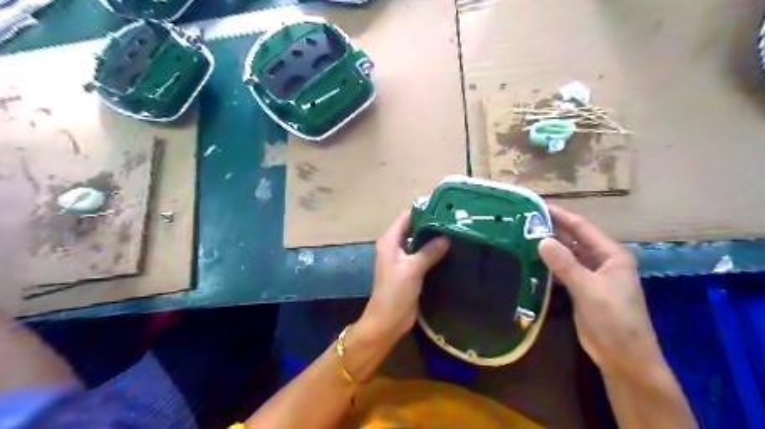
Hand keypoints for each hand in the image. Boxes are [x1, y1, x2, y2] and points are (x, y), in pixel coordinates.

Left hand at [360, 211, 449, 344]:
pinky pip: (423, 255)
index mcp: (390, 240)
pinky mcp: (410, 270)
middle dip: (432, 225)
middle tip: (456, 221)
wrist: (387, 320)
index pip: (407, 217)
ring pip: (420, 242)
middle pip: (414, 228)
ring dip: (434, 239)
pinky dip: (434, 251)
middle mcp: (395, 245)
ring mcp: (403, 258)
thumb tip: (447, 236)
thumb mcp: (412, 269)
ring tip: (457, 232)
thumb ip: (429, 251)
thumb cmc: (395, 292)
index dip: (424, 211)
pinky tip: (451, 250)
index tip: (445, 209)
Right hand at [537, 204, 663, 381]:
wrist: (624, 357)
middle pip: (573, 238)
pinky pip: (563, 269)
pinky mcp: (581, 288)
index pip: (581, 227)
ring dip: (549, 246)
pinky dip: (549, 264)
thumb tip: (541, 240)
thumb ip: (565, 264)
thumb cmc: (614, 321)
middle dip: (552, 228)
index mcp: (611, 255)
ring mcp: (591, 275)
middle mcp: (601, 260)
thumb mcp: (589, 290)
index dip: (560, 215)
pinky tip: (531, 259)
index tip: (536, 205)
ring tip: (523, 235)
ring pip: (567, 254)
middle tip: (524, 219)